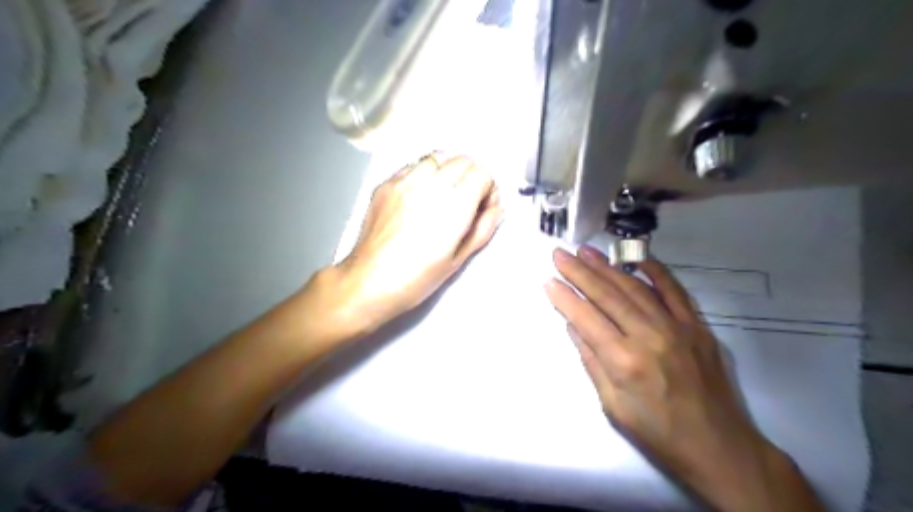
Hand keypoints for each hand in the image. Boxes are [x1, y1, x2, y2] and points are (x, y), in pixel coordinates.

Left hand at [324, 154, 502, 340]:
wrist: (369, 281)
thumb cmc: (416, 278)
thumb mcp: (458, 260)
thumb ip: (482, 229)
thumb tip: (497, 209)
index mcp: (454, 206)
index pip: (482, 173)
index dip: (488, 189)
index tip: (483, 206)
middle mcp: (431, 185)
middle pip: (463, 160)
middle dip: (472, 176)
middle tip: (467, 200)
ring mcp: (405, 181)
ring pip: (438, 157)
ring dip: (449, 170)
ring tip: (444, 193)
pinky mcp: (386, 184)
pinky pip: (413, 165)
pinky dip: (425, 172)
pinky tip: (421, 193)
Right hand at [541, 246, 819, 509]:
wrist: (721, 449)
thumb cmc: (658, 434)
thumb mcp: (613, 405)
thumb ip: (592, 361)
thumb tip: (574, 325)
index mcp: (624, 362)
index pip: (586, 318)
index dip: (565, 297)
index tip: (548, 280)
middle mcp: (649, 337)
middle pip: (608, 296)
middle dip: (580, 272)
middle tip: (560, 254)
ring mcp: (677, 328)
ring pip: (635, 288)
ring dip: (608, 267)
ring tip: (586, 252)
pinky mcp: (697, 327)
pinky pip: (675, 291)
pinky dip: (656, 271)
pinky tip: (638, 258)